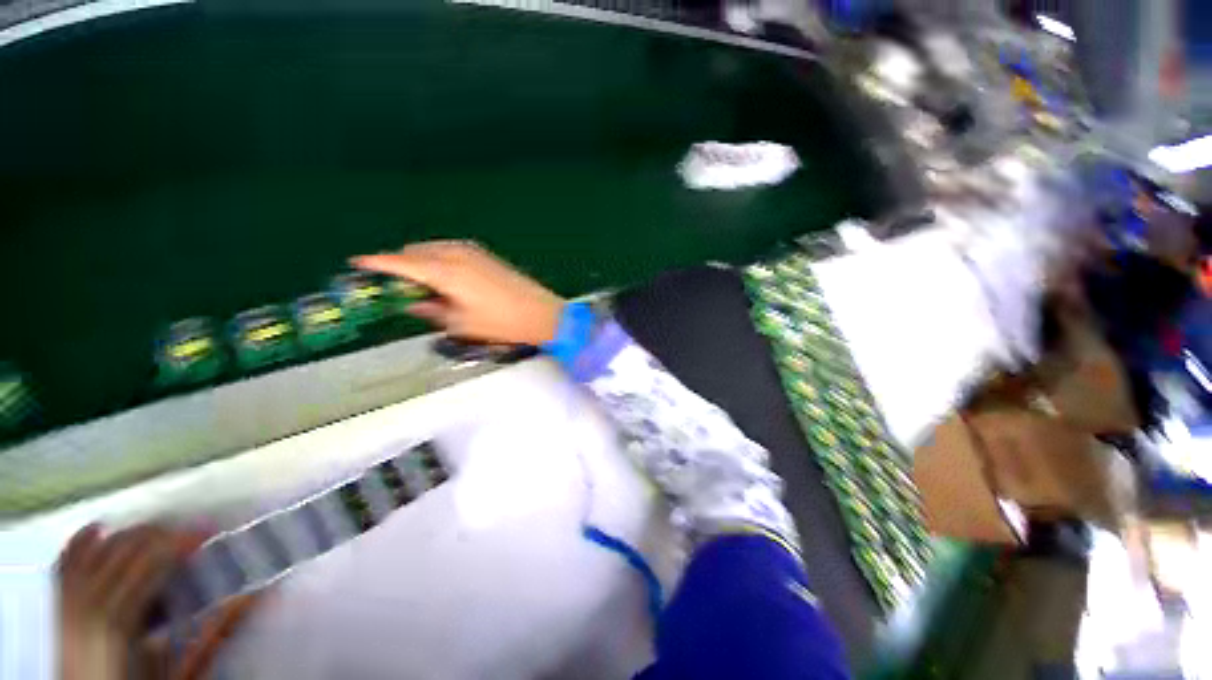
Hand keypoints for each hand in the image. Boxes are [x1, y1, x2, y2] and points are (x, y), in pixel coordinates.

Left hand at [58, 525, 261, 679]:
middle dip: (160, 533)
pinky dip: (84, 540)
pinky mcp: (60, 605)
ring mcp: (69, 603)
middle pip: (123, 550)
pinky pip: (66, 561)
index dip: (179, 541)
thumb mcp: (180, 671)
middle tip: (193, 530)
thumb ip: (211, 634)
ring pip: (97, 550)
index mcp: (118, 622)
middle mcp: (88, 604)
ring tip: (159, 532)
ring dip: (130, 534)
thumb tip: (253, 595)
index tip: (209, 530)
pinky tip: (101, 529)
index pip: (149, 563)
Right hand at [352, 241, 564, 345]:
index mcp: (445, 272)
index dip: (378, 263)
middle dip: (402, 265)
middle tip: (397, 286)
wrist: (542, 313)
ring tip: (422, 285)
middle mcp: (456, 255)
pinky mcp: (486, 255)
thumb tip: (412, 305)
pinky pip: (452, 251)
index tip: (358, 263)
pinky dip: (440, 260)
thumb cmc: (501, 323)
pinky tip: (446, 278)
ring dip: (422, 261)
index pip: (402, 263)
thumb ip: (431, 311)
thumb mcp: (461, 324)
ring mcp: (474, 252)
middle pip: (417, 251)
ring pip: (435, 249)